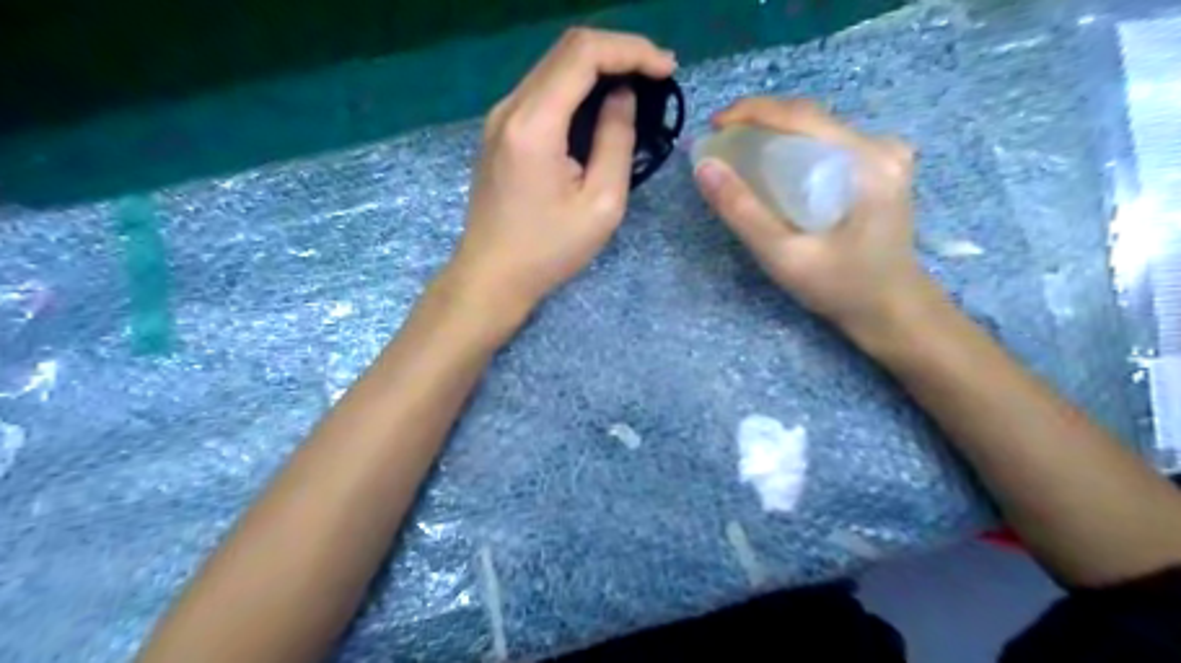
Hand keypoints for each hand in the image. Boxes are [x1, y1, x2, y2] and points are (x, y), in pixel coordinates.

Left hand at [443, 29, 679, 328]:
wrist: (491, 275)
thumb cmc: (549, 251)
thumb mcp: (601, 204)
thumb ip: (616, 141)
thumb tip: (622, 97)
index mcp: (534, 124)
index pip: (583, 54)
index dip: (631, 51)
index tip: (667, 69)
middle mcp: (510, 108)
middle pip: (566, 49)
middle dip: (618, 52)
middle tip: (657, 74)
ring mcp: (499, 117)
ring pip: (553, 66)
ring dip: (598, 67)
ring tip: (637, 86)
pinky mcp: (499, 131)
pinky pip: (541, 90)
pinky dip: (576, 87)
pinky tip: (599, 106)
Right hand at [694, 100, 937, 337]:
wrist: (891, 309)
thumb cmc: (841, 287)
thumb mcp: (784, 256)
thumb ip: (742, 212)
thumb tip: (704, 167)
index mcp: (867, 161)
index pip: (802, 115)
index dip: (752, 111)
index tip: (713, 125)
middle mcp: (881, 146)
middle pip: (810, 117)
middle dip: (760, 122)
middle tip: (721, 142)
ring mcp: (885, 154)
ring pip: (817, 128)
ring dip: (775, 133)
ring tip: (738, 152)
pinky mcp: (880, 166)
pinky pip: (827, 143)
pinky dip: (793, 147)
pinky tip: (773, 165)